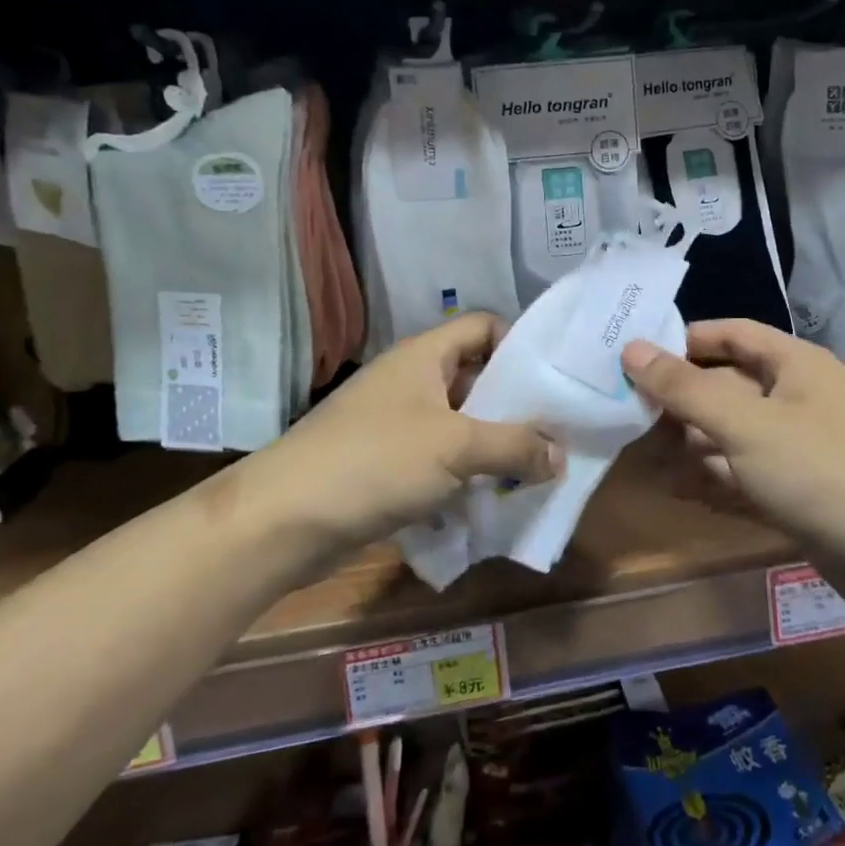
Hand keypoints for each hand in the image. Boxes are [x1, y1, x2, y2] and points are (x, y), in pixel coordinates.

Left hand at [268, 313, 561, 547]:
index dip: (518, 344)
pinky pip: (437, 458)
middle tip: (554, 433)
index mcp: (423, 356)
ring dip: (492, 445)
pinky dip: (463, 473)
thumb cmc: (375, 461)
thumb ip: (515, 446)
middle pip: (474, 378)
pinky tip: (489, 499)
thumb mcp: (456, 447)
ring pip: (458, 423)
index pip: (482, 326)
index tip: (551, 380)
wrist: (284, 519)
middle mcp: (410, 381)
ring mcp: (394, 422)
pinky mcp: (384, 463)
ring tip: (533, 471)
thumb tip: (560, 455)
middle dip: (513, 405)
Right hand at [622, 319, 844, 549]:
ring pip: (733, 431)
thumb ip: (685, 388)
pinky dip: (713, 476)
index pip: (731, 333)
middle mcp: (797, 396)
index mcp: (793, 364)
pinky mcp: (799, 488)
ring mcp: (800, 445)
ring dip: (690, 441)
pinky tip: (677, 489)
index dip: (684, 339)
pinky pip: (745, 470)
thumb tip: (631, 348)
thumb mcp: (744, 424)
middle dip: (680, 399)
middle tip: (627, 412)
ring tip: (640, 454)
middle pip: (727, 384)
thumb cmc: (820, 470)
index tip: (635, 354)